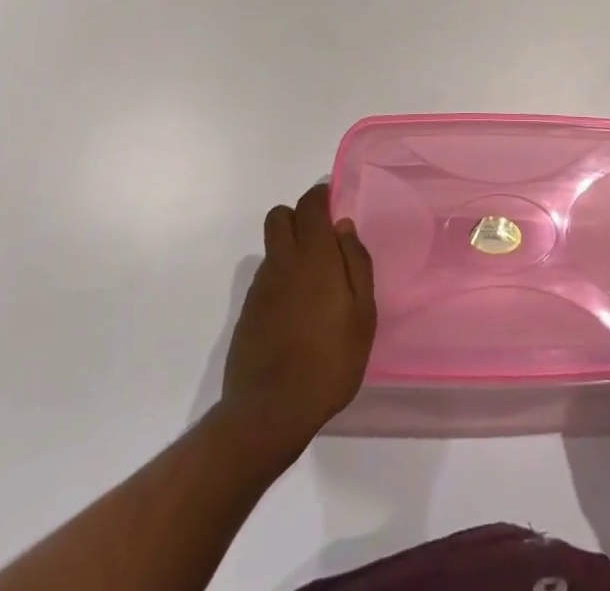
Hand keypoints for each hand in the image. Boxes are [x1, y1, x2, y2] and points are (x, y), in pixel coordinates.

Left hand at [218, 183, 375, 461]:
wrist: (270, 412)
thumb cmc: (329, 361)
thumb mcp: (362, 314)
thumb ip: (356, 264)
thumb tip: (343, 228)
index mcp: (314, 256)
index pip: (310, 205)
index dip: (321, 196)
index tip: (334, 203)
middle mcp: (282, 263)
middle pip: (280, 216)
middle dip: (299, 216)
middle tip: (322, 240)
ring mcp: (260, 288)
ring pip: (272, 248)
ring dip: (290, 250)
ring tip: (314, 284)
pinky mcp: (247, 314)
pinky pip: (265, 279)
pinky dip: (280, 280)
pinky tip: (296, 313)